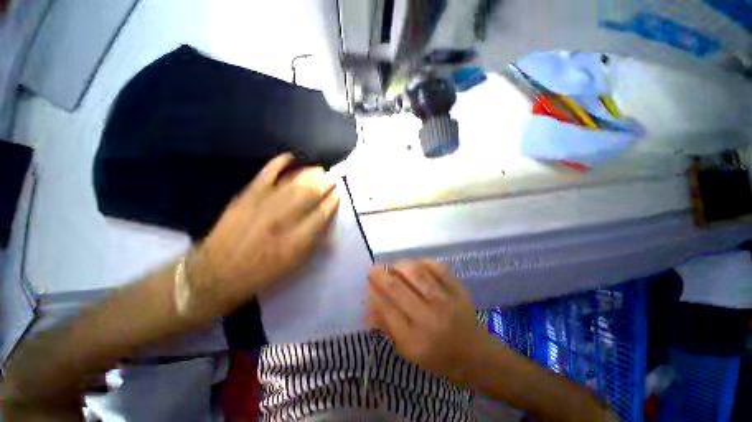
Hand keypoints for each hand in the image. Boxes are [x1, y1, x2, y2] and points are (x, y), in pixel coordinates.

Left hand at [188, 153, 339, 318]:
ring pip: (293, 183)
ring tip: (319, 170)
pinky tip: (289, 158)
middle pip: (309, 194)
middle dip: (324, 183)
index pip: (322, 214)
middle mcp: (283, 220)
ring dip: (309, 174)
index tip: (338, 194)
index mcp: (297, 240)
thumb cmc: (262, 272)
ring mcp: (263, 205)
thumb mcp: (294, 263)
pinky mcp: (246, 197)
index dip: (332, 202)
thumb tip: (327, 222)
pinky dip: (278, 163)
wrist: (217, 273)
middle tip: (332, 178)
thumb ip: (313, 241)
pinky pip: (266, 174)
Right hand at [367, 260, 486, 382]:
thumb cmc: (437, 357)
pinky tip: (415, 265)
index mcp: (414, 340)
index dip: (374, 291)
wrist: (475, 355)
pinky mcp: (458, 289)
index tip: (368, 282)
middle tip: (374, 269)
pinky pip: (436, 267)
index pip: (386, 308)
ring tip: (393, 266)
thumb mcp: (407, 351)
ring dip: (399, 265)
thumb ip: (387, 325)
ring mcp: (446, 301)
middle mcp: (429, 318)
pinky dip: (422, 262)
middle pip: (397, 288)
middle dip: (380, 274)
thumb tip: (369, 302)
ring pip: (416, 272)